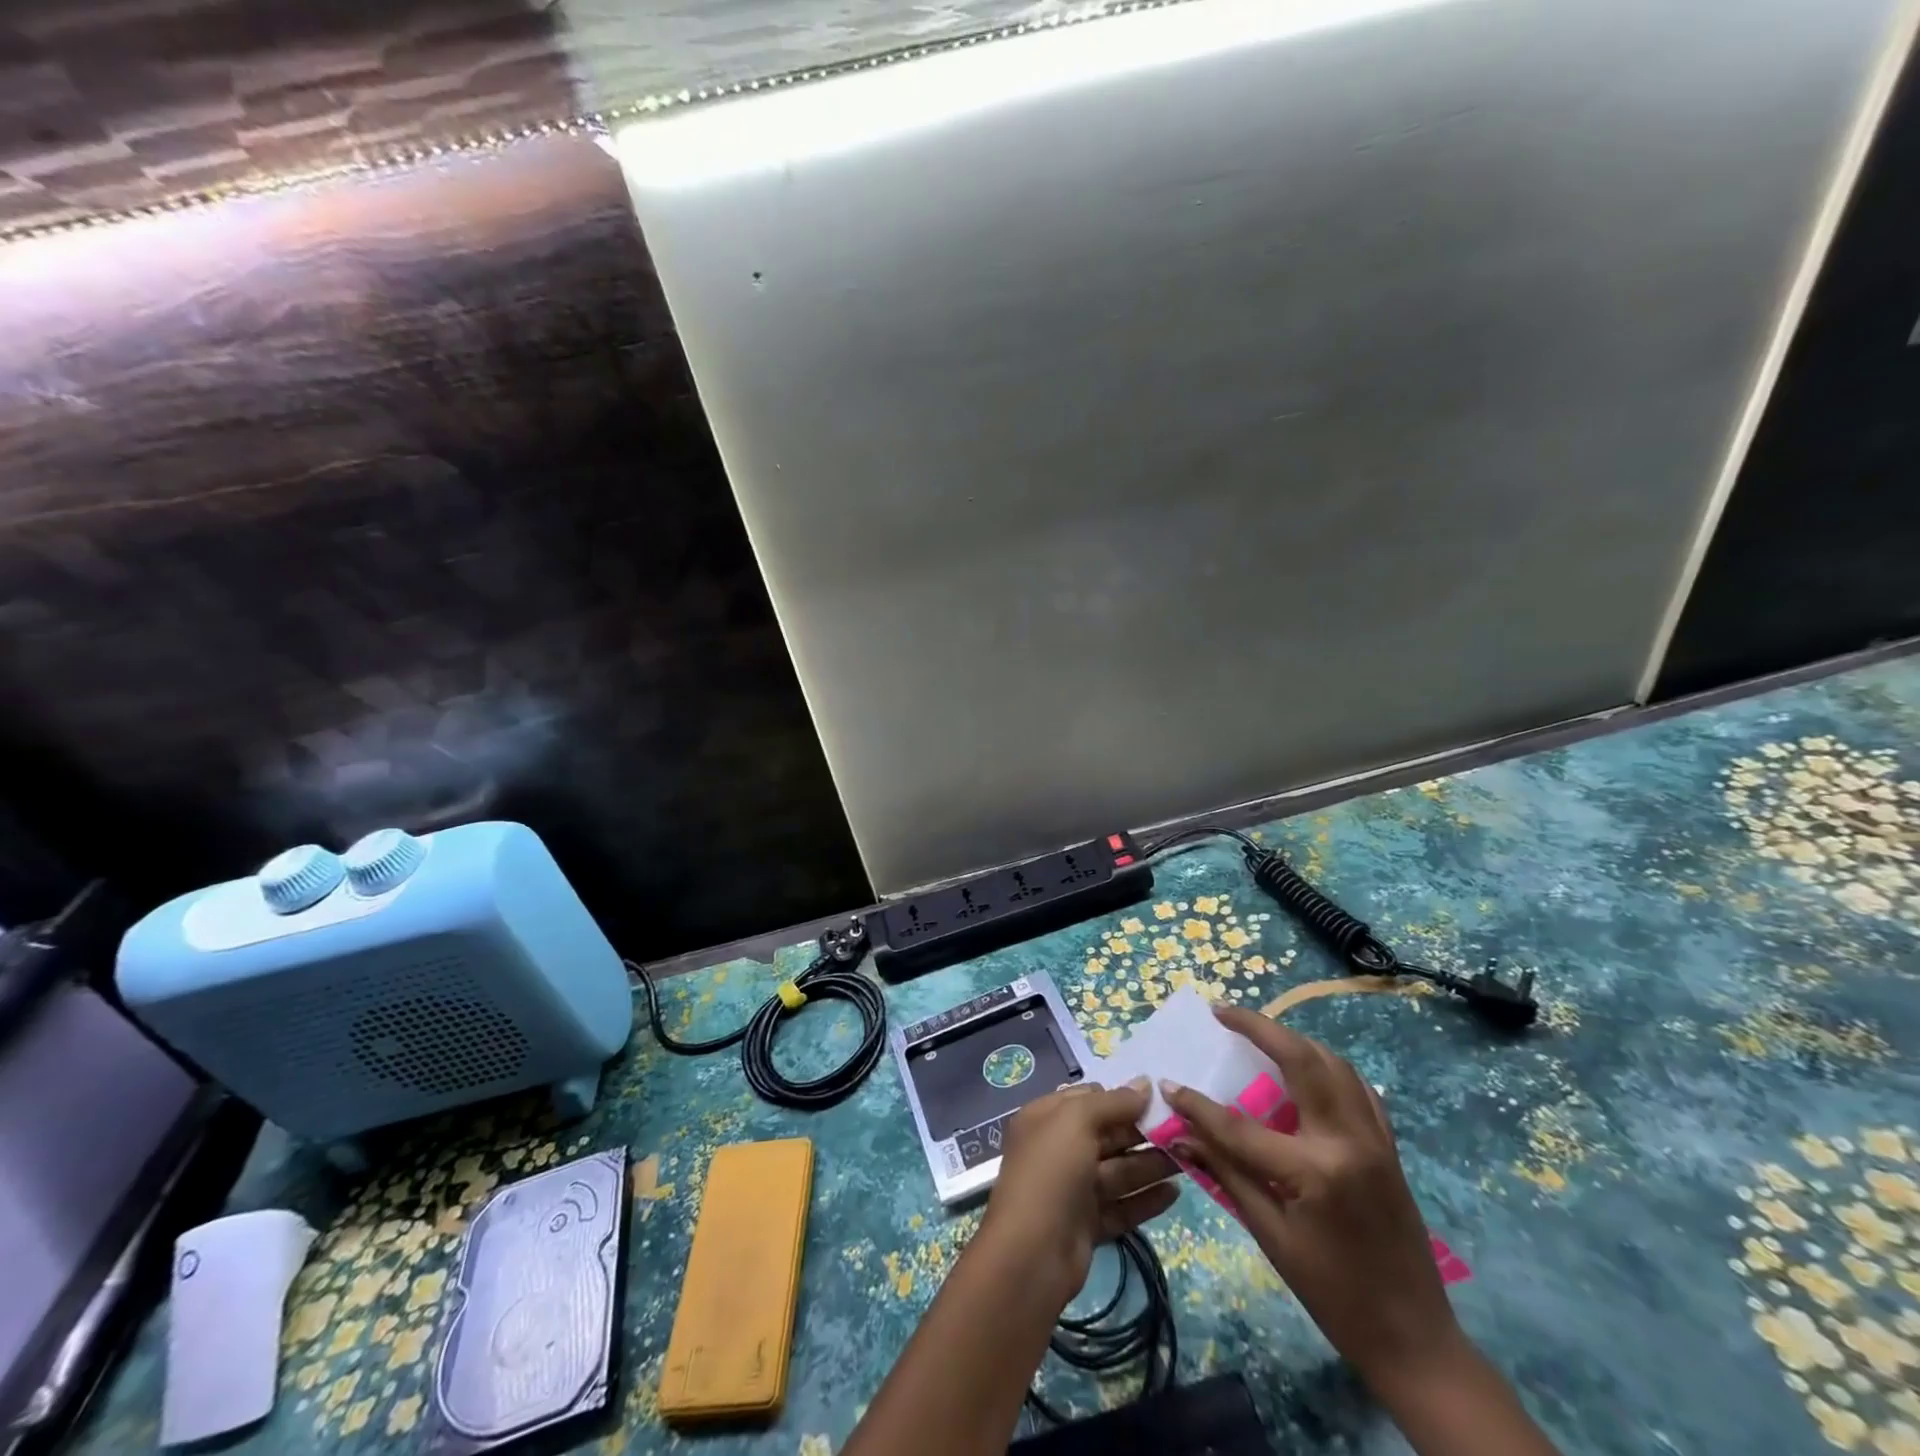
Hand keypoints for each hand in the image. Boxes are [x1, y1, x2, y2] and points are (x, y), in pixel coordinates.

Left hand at [978, 1080, 1177, 1300]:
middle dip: (1142, 1133)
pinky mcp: (1088, 1224)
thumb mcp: (1077, 1121)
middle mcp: (1059, 1149)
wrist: (1031, 1254)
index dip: (1120, 1098)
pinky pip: (1122, 1205)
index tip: (1157, 1101)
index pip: (1088, 1099)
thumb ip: (1113, 1102)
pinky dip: (1146, 1198)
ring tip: (1188, 1160)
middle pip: (1107, 1135)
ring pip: (1118, 1171)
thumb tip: (1145, 1084)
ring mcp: (1073, 1189)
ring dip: (1151, 1164)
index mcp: (1046, 1118)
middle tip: (1183, 1132)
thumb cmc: (1051, 1171)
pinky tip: (1175, 1193)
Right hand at [1160, 1009, 1466, 1395]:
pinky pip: (1358, 1088)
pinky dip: (1329, 1067)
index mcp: (1314, 1170)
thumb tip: (1182, 1135)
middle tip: (1223, 1012)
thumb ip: (1227, 1174)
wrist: (1414, 1338)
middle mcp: (1348, 1140)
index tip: (1168, 1083)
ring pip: (1334, 1064)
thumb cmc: (1333, 1294)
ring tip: (1259, 1032)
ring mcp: (1375, 1138)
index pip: (1240, 1125)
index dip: (1198, 1105)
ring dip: (1295, 1040)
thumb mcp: (1271, 1237)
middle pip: (1301, 1060)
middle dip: (1259, 1027)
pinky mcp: (1389, 1146)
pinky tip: (1309, 1068)